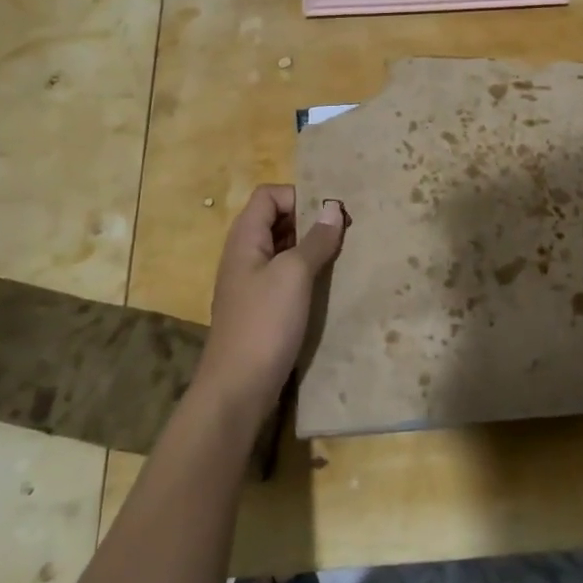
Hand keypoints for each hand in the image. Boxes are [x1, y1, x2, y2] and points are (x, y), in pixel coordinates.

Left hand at [198, 186, 346, 414]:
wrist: (238, 387)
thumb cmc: (265, 323)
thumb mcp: (294, 274)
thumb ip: (315, 239)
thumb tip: (333, 207)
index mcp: (245, 238)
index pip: (269, 195)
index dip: (299, 195)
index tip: (331, 212)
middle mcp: (244, 254)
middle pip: (276, 219)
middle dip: (309, 219)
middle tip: (345, 231)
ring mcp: (251, 282)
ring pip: (282, 248)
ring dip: (310, 246)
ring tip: (342, 254)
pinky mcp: (261, 306)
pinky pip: (284, 275)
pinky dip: (305, 271)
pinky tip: (327, 283)